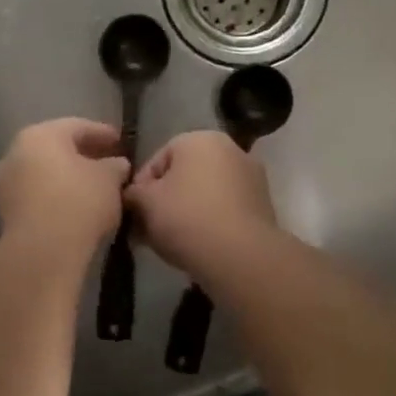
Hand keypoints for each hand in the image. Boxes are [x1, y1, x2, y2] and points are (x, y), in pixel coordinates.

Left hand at [0, 118, 131, 258]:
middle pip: (56, 148)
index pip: (77, 126)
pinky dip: (55, 195)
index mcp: (40, 135)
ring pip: (43, 172)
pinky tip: (74, 207)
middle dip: (82, 155)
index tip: (120, 142)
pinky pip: (36, 194)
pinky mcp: (5, 211)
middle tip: (106, 162)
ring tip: (93, 187)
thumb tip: (116, 164)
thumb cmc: (78, 202)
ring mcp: (6, 183)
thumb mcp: (109, 180)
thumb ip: (114, 166)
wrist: (41, 252)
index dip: (102, 133)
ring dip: (67, 177)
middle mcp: (15, 152)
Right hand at [125, 131, 278, 274]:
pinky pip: (225, 209)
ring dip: (186, 212)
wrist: (241, 257)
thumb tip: (132, 197)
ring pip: (205, 193)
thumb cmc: (186, 218)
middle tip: (147, 229)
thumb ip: (132, 193)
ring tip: (170, 242)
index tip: (132, 214)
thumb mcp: (145, 203)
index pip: (157, 159)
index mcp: (200, 138)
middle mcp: (230, 149)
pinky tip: (197, 246)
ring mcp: (251, 177)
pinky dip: (209, 222)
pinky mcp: (263, 206)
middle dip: (164, 200)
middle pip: (183, 175)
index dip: (140, 188)